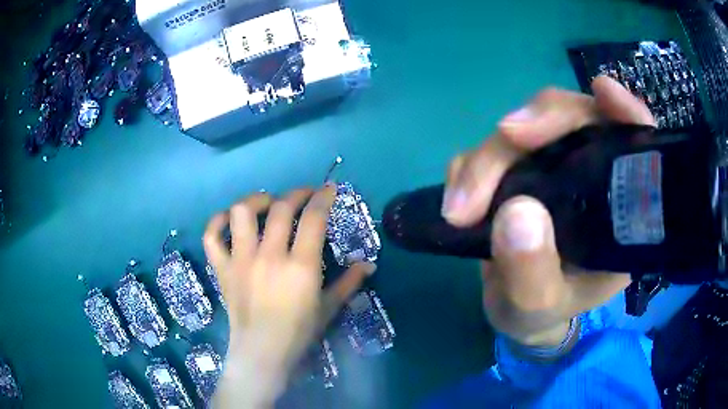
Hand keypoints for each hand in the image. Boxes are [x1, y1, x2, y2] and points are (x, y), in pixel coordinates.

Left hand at [204, 186, 375, 407]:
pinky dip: (217, 222)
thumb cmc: (299, 333)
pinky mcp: (222, 268)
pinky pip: (212, 236)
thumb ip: (349, 283)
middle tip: (304, 196)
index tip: (328, 189)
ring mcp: (241, 260)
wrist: (262, 353)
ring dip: (257, 200)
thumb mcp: (328, 308)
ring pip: (242, 213)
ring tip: (267, 204)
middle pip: (281, 208)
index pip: (314, 218)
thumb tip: (369, 265)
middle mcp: (269, 256)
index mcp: (300, 266)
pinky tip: (229, 220)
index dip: (323, 198)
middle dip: (297, 194)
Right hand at [442, 76, 654, 347]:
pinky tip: (459, 197)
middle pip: (574, 117)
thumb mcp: (538, 307)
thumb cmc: (541, 312)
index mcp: (619, 207)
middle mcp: (591, 173)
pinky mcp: (517, 167)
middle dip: (539, 122)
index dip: (624, 111)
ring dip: (491, 155)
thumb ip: (532, 274)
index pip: (633, 142)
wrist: (514, 309)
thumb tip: (515, 213)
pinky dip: (470, 164)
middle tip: (505, 140)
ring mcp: (552, 165)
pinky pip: (491, 147)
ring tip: (461, 205)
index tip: (602, 92)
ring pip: (527, 126)